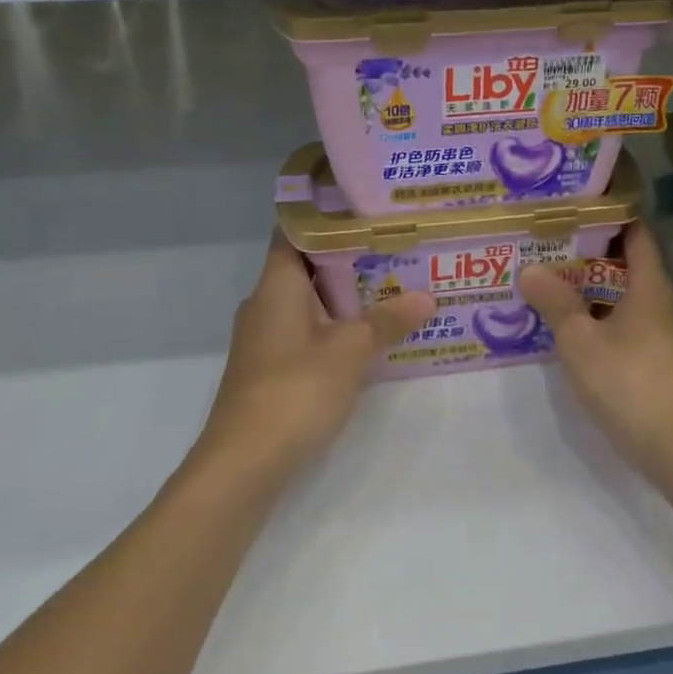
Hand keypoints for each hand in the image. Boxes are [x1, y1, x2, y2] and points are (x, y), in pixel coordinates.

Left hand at [196, 232, 435, 481]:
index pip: (294, 232)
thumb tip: (427, 296)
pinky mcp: (270, 369)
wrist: (244, 463)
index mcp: (277, 285)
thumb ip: (388, 320)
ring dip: (345, 295)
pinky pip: (306, 332)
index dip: (326, 217)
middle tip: (394, 246)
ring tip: (392, 285)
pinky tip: (368, 335)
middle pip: (307, 266)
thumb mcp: (351, 350)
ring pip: (309, 302)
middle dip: (348, 257)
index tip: (364, 209)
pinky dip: (335, 326)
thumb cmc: (296, 389)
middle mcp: (265, 303)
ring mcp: (265, 338)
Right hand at [519, 223, 672, 490]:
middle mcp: (662, 304)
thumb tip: (531, 267)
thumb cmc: (631, 386)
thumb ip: (555, 303)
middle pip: (626, 265)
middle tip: (546, 249)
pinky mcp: (663, 366)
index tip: (571, 210)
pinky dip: (602, 321)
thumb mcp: (580, 342)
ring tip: (550, 287)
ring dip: (591, 292)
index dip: (606, 216)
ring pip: (625, 300)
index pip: (634, 232)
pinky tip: (574, 334)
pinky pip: (628, 328)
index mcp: (649, 286)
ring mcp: (666, 337)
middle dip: (587, 256)